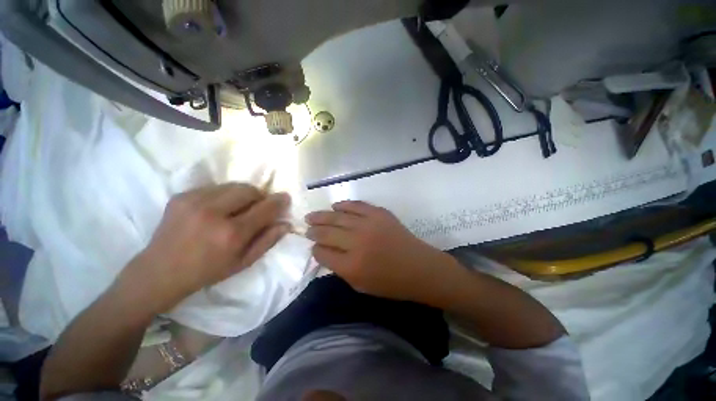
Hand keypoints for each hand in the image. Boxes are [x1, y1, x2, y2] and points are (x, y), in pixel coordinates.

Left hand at [123, 183, 290, 311]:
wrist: (159, 272)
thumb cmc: (207, 271)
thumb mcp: (244, 262)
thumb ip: (268, 240)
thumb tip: (286, 223)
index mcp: (231, 233)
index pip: (265, 208)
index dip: (278, 201)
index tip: (285, 198)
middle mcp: (213, 212)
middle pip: (249, 190)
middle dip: (260, 196)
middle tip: (258, 207)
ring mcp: (194, 201)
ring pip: (233, 185)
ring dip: (243, 195)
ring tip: (238, 208)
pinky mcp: (181, 196)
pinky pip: (215, 187)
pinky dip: (225, 195)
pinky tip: (218, 209)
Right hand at [305, 201, 450, 301]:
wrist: (419, 267)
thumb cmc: (390, 283)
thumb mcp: (360, 285)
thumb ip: (339, 268)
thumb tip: (324, 251)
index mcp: (351, 266)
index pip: (322, 253)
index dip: (316, 250)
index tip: (314, 247)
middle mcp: (357, 242)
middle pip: (326, 232)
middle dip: (313, 230)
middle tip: (307, 228)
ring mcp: (368, 224)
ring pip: (337, 216)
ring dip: (322, 216)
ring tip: (312, 216)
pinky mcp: (379, 213)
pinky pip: (356, 205)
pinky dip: (343, 205)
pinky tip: (335, 206)